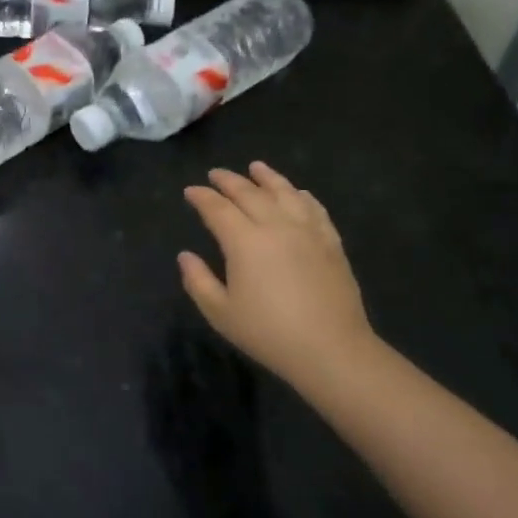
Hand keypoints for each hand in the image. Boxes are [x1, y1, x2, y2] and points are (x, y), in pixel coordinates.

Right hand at [179, 162, 380, 390]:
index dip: (202, 197)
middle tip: (216, 174)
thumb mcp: (221, 313)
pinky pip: (315, 209)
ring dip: (267, 177)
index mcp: (244, 241)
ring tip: (256, 167)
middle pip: (249, 193)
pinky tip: (298, 193)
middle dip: (229, 181)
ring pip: (285, 193)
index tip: (191, 191)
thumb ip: (198, 281)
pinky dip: (301, 196)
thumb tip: (185, 256)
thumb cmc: (269, 333)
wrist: (332, 350)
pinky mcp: (331, 243)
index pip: (217, 208)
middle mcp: (275, 226)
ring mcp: (307, 231)